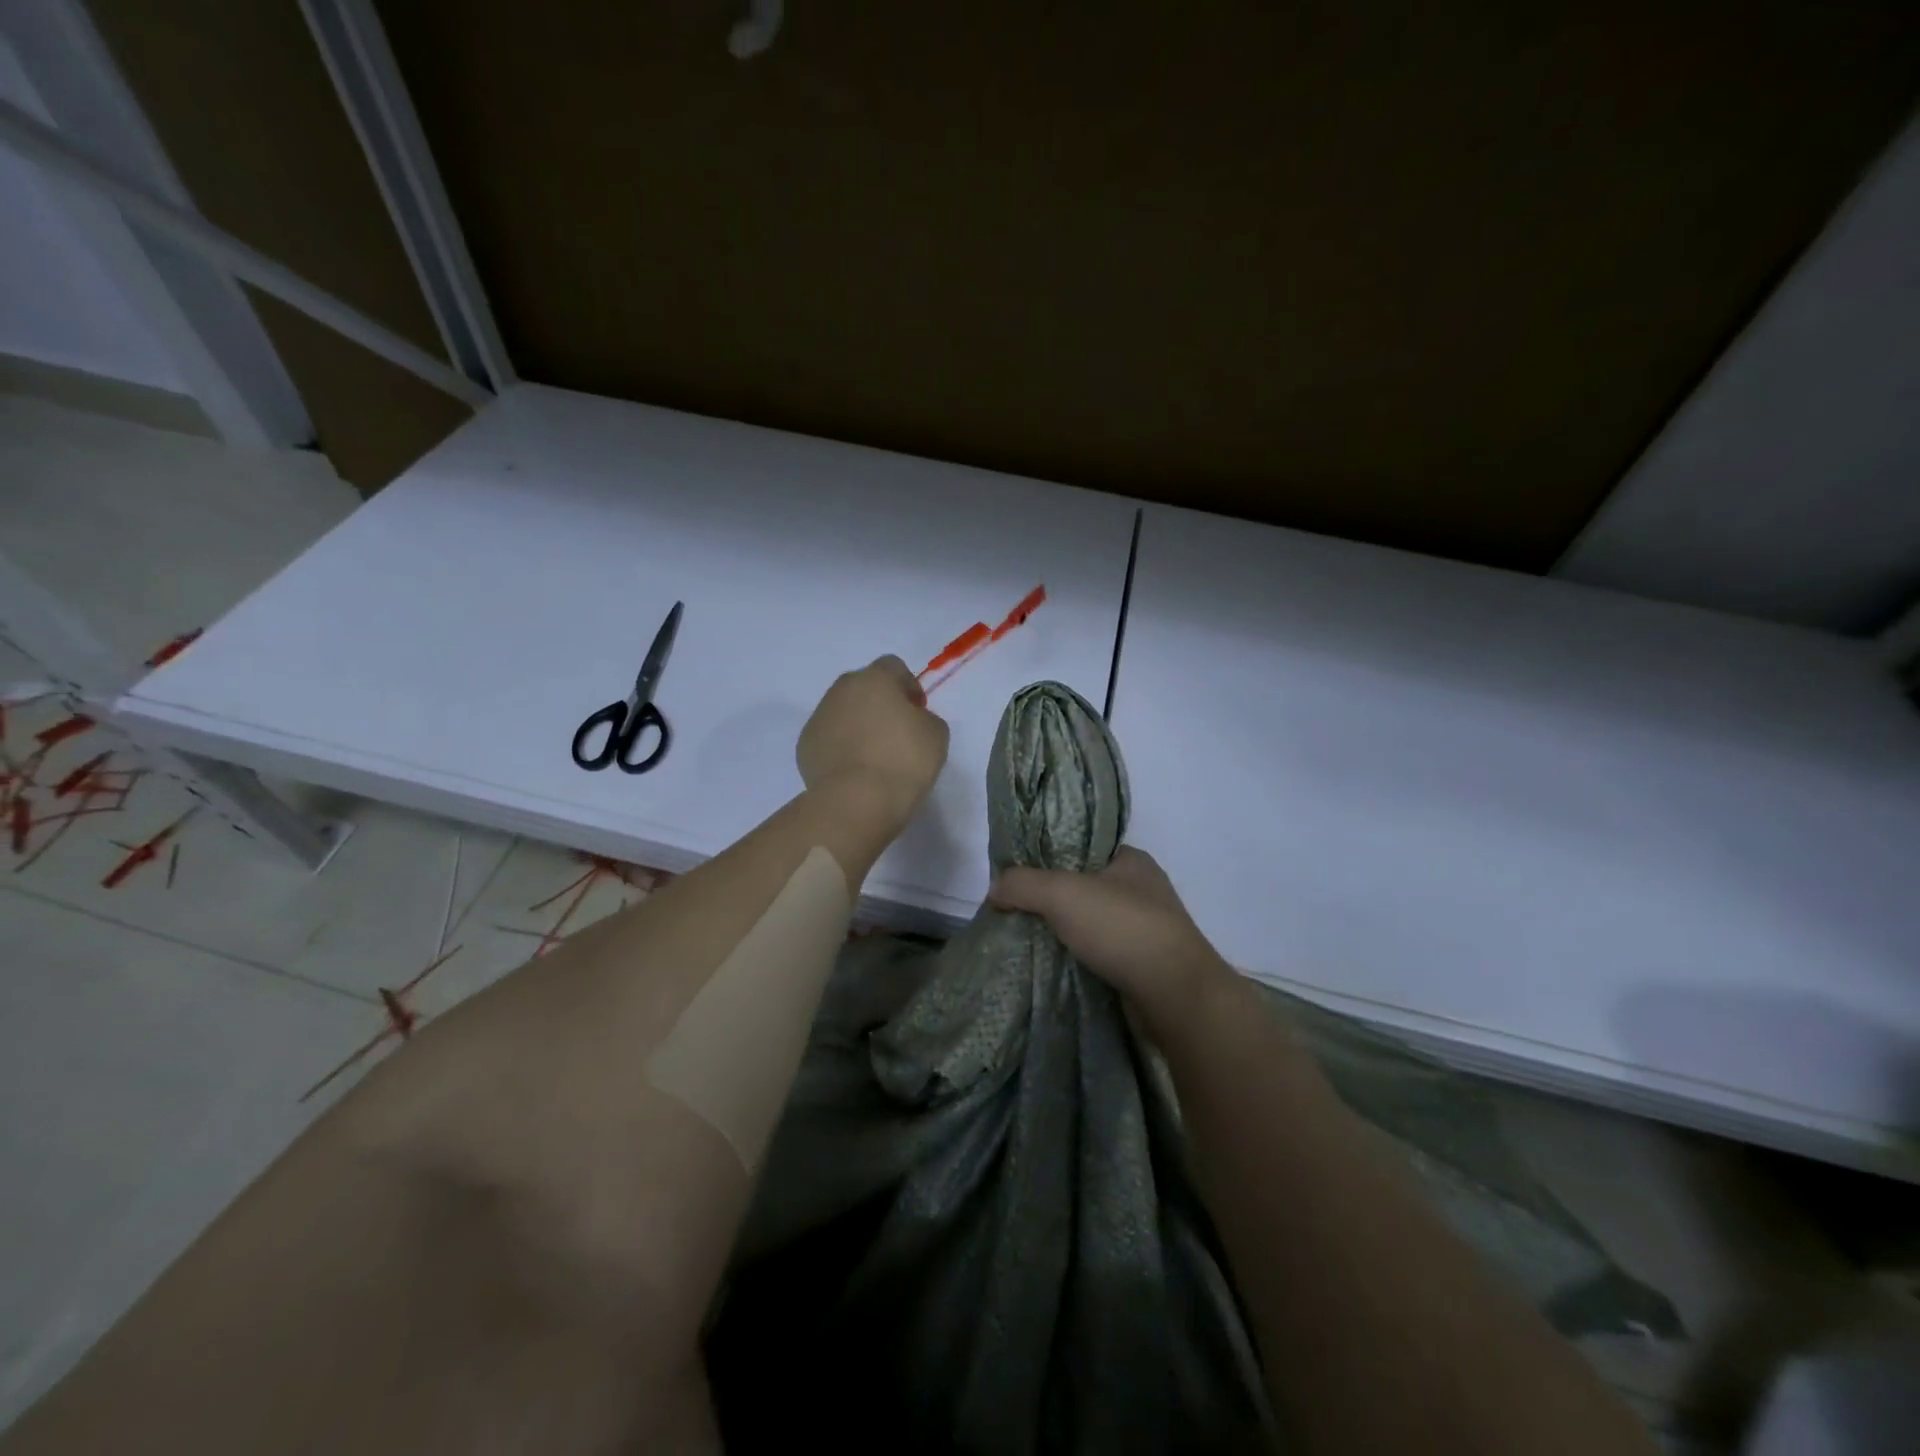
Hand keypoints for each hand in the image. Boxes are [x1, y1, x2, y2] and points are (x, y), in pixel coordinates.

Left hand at [797, 656, 950, 830]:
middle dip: (878, 703)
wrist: (857, 800)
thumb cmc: (903, 760)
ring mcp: (819, 717)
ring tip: (873, 756)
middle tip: (895, 732)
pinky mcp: (804, 745)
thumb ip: (925, 718)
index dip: (908, 686)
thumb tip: (912, 720)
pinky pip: (828, 738)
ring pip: (842, 712)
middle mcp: (841, 690)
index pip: (893, 667)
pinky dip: (840, 748)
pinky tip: (854, 770)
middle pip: (863, 686)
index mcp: (875, 679)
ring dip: (857, 724)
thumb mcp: (936, 734)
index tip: (917, 711)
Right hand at [989, 847, 1235, 1036]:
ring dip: (1059, 931)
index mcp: (1130, 860)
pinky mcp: (1138, 965)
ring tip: (1021, 937)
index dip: (1046, 856)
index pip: (1080, 847)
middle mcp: (1139, 890)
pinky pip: (1095, 953)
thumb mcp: (1063, 894)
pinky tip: (1046, 963)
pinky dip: (1073, 957)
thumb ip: (1024, 884)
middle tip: (1011, 908)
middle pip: (1080, 886)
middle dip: (1048, 899)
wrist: (1175, 996)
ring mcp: (1142, 929)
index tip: (1015, 873)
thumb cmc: (1123, 929)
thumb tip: (994, 889)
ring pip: (1086, 923)